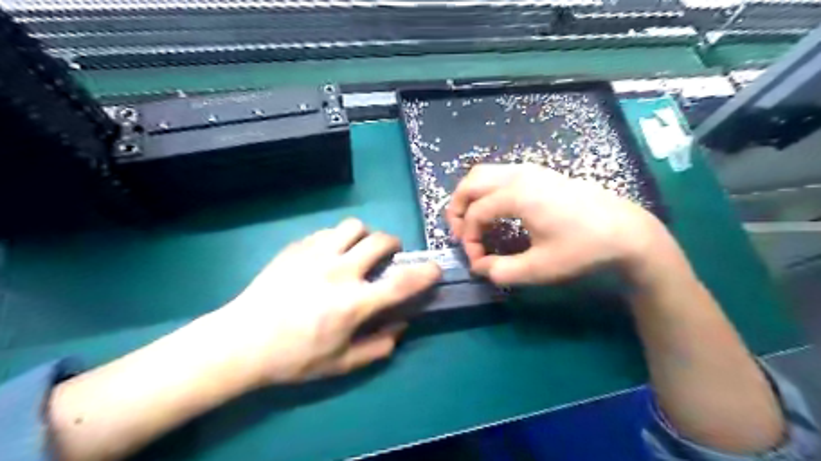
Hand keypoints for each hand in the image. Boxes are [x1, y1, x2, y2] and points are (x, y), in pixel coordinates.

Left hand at [210, 219, 442, 384]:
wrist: (241, 342)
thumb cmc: (294, 358)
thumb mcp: (340, 364)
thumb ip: (377, 347)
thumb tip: (401, 328)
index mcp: (354, 302)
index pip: (402, 283)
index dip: (425, 273)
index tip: (434, 268)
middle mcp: (340, 271)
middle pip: (380, 241)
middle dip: (393, 245)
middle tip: (389, 255)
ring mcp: (316, 255)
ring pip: (353, 226)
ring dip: (364, 236)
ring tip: (357, 249)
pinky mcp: (296, 248)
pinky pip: (326, 232)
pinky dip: (336, 239)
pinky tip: (327, 255)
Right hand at [449, 163, 673, 286]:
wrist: (626, 232)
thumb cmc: (583, 249)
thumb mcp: (539, 269)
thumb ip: (501, 271)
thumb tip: (479, 267)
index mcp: (517, 195)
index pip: (476, 214)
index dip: (469, 239)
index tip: (477, 260)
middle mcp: (519, 175)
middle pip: (471, 182)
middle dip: (457, 208)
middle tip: (460, 234)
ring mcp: (530, 170)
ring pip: (484, 173)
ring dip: (470, 196)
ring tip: (472, 221)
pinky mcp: (540, 173)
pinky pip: (500, 174)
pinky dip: (486, 190)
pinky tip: (495, 210)